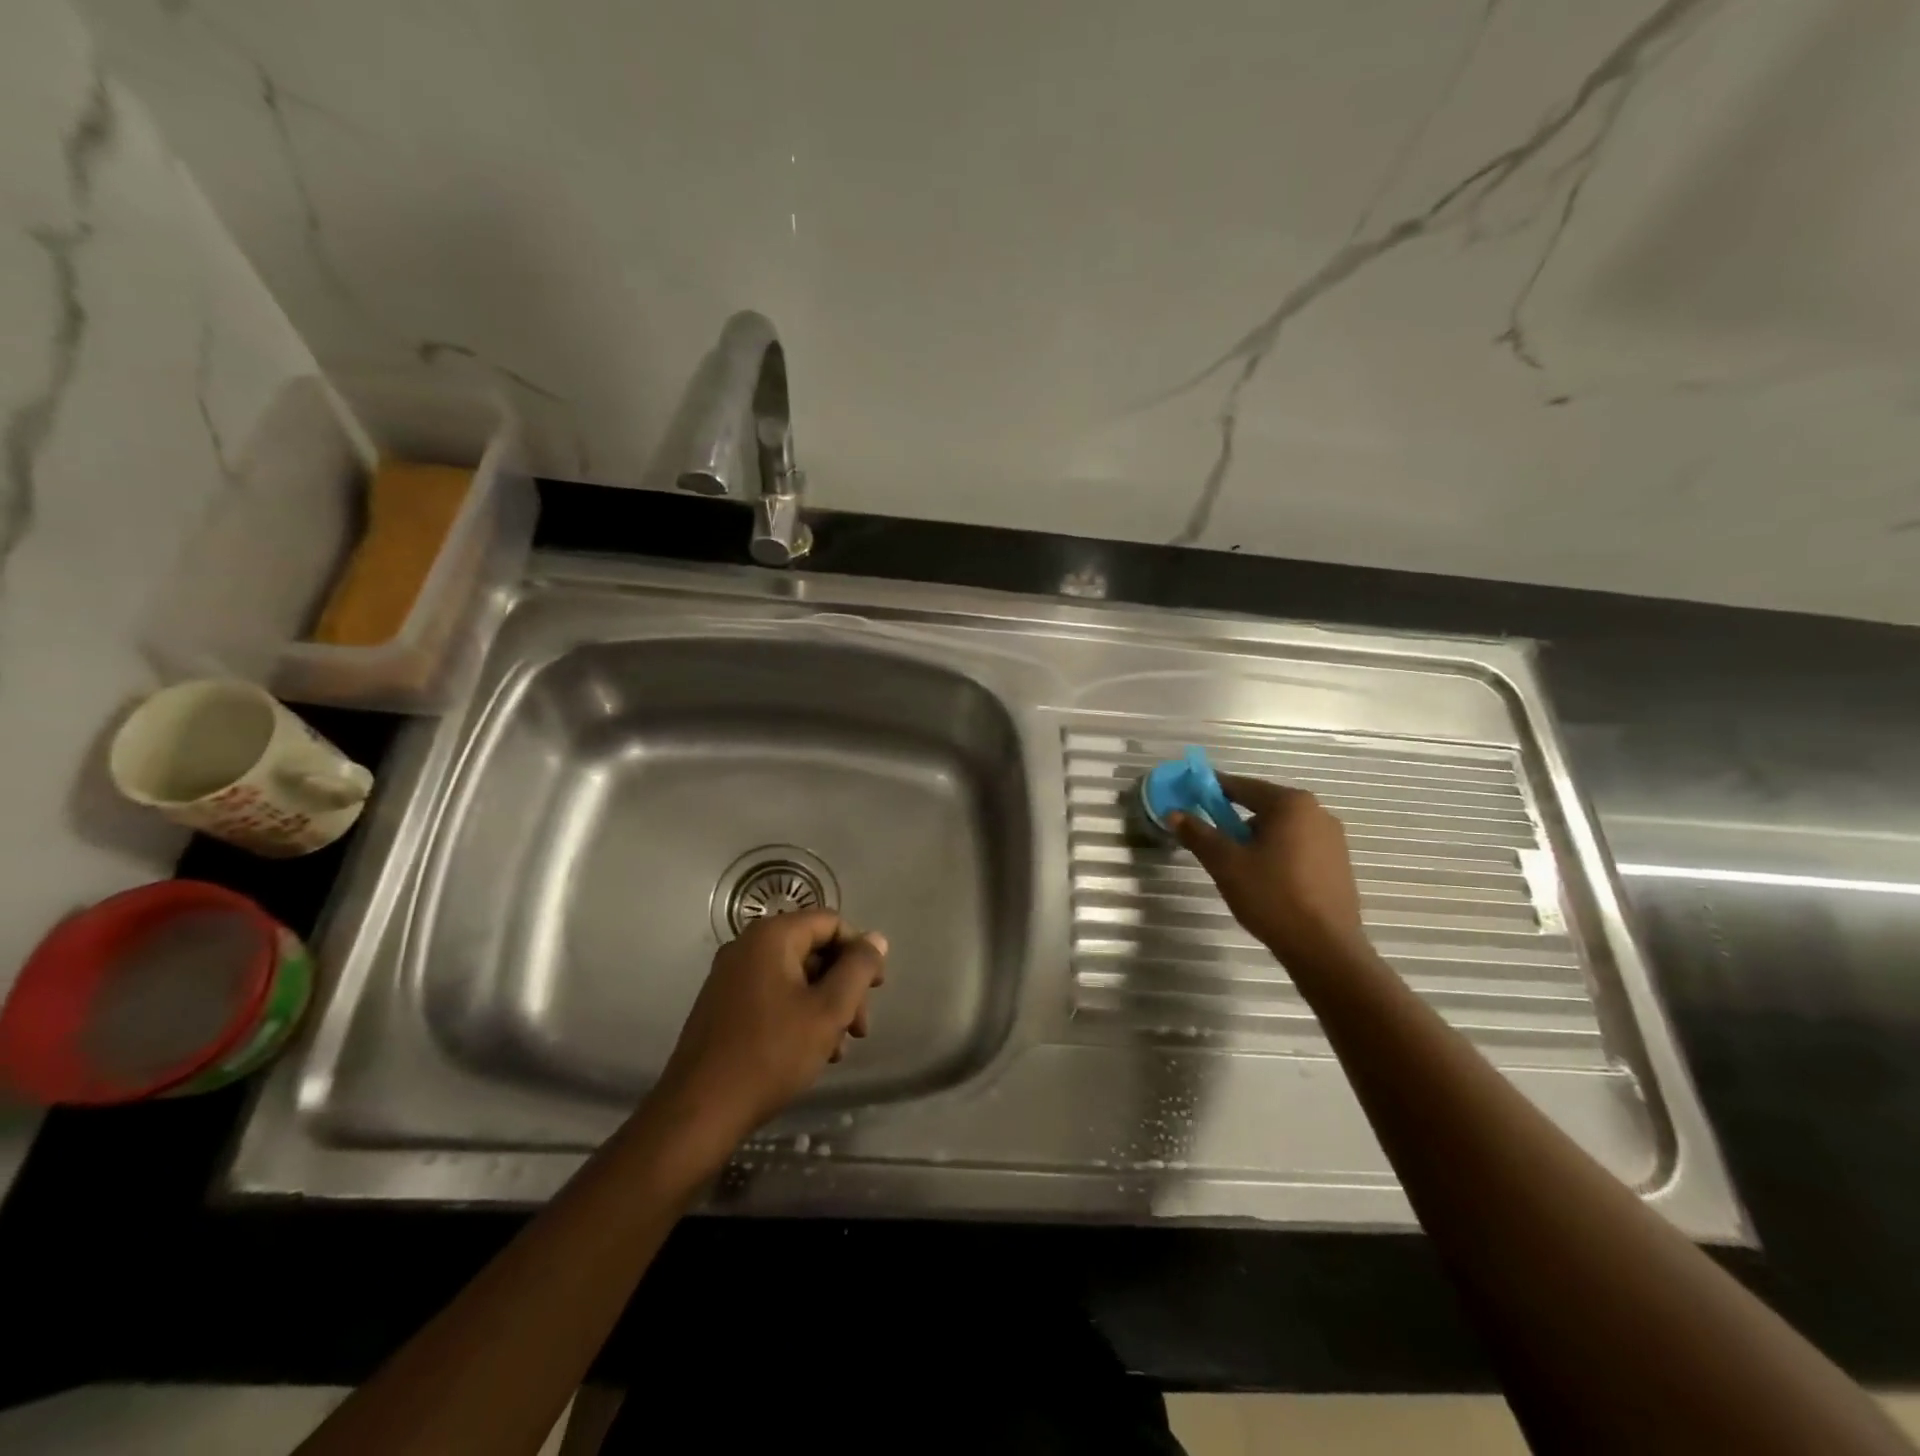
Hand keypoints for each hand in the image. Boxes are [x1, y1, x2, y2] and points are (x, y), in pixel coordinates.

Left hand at [655, 911, 887, 1142]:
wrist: (699, 1112)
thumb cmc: (771, 1053)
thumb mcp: (829, 1010)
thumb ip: (858, 969)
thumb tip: (876, 939)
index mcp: (771, 937)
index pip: (831, 923)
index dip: (859, 952)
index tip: (876, 990)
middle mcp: (747, 946)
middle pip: (813, 950)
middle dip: (844, 986)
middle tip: (860, 1028)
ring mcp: (730, 976)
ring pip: (795, 977)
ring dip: (824, 1005)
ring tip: (837, 1049)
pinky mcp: (722, 1005)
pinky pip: (772, 994)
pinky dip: (798, 1014)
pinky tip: (810, 1052)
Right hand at [1170, 776, 1367, 968]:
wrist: (1325, 948)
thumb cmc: (1272, 896)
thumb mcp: (1225, 863)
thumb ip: (1198, 833)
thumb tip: (1173, 813)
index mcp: (1290, 804)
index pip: (1241, 786)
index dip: (1211, 791)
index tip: (1189, 798)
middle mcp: (1317, 812)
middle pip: (1262, 807)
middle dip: (1234, 820)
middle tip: (1212, 843)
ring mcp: (1333, 839)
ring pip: (1281, 829)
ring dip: (1256, 839)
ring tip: (1239, 868)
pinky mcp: (1339, 864)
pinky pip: (1298, 847)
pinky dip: (1277, 854)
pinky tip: (1267, 881)